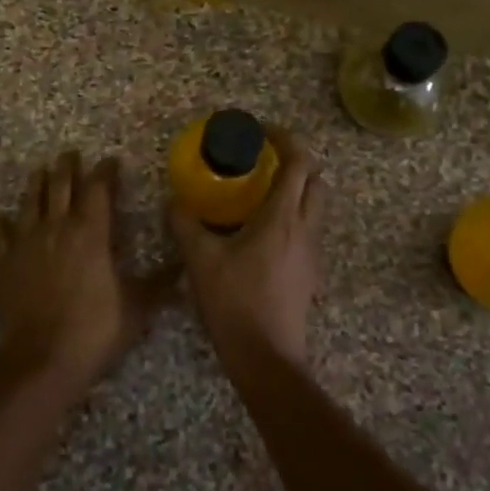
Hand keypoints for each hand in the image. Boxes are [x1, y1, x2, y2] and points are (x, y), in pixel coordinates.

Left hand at [0, 151, 165, 395]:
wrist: (41, 360)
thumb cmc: (94, 330)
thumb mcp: (136, 308)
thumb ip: (158, 284)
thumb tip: (184, 268)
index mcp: (90, 232)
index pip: (98, 189)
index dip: (105, 172)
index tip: (111, 161)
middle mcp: (56, 228)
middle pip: (60, 186)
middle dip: (67, 167)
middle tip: (70, 154)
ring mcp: (26, 243)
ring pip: (29, 202)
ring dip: (36, 184)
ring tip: (40, 172)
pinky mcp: (4, 263)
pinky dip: (0, 224)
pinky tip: (0, 219)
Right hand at [170, 130, 323, 366]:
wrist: (267, 359)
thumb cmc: (235, 303)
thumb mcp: (200, 260)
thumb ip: (185, 224)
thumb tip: (174, 201)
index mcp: (283, 218)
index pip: (298, 163)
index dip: (285, 139)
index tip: (261, 132)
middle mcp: (305, 229)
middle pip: (315, 181)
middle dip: (294, 163)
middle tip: (262, 161)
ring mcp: (311, 253)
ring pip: (314, 207)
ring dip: (294, 190)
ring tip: (257, 194)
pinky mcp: (308, 274)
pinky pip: (306, 230)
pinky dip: (290, 217)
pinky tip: (259, 232)